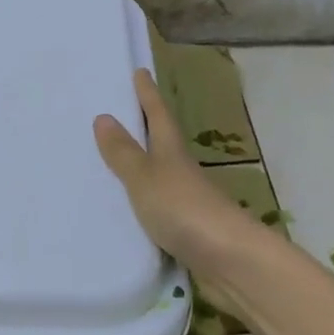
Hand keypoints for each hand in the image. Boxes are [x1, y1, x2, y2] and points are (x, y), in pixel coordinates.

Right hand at [94, 69, 258, 275]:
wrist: (229, 262)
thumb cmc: (185, 209)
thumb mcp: (146, 177)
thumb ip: (124, 153)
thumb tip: (104, 116)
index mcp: (172, 152)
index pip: (158, 115)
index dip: (148, 94)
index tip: (139, 72)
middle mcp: (181, 172)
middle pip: (161, 143)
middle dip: (142, 129)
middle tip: (116, 113)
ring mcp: (185, 202)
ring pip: (158, 177)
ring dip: (140, 168)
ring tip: (108, 162)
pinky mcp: (185, 231)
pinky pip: (155, 209)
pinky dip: (140, 203)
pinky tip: (123, 211)